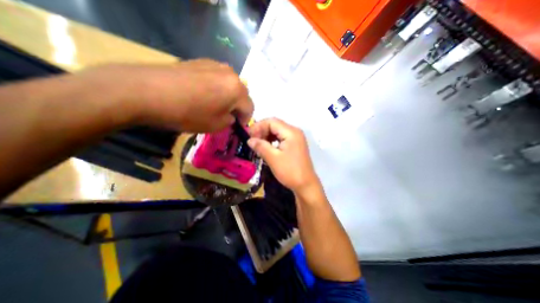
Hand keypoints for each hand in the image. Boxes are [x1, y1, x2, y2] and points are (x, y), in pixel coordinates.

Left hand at [84, 60, 253, 132]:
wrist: (147, 91)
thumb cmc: (188, 113)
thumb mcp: (216, 125)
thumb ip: (230, 121)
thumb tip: (231, 116)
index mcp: (237, 90)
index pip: (250, 108)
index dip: (245, 120)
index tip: (236, 127)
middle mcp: (230, 74)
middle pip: (241, 94)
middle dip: (237, 107)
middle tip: (226, 117)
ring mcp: (215, 65)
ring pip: (229, 85)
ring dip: (227, 97)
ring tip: (213, 105)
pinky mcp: (200, 61)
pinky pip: (216, 78)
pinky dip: (215, 88)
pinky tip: (202, 94)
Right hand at [250, 117, 319, 191]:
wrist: (305, 185)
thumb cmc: (290, 171)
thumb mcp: (273, 158)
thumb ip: (261, 146)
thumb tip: (249, 140)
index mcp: (291, 132)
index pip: (271, 121)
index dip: (258, 126)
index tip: (248, 136)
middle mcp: (294, 132)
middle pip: (275, 125)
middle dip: (262, 131)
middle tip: (252, 141)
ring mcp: (295, 138)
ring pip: (277, 132)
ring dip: (266, 136)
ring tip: (257, 145)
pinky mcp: (295, 145)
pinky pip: (281, 138)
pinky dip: (272, 141)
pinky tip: (266, 148)